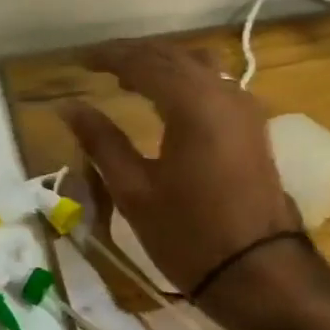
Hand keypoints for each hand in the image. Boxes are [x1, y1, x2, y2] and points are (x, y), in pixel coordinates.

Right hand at [62, 42, 299, 295]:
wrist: (260, 273)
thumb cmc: (189, 234)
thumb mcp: (134, 190)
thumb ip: (101, 141)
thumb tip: (68, 107)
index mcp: (192, 104)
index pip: (143, 62)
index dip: (108, 56)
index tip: (80, 59)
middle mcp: (222, 93)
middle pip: (172, 56)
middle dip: (134, 56)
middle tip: (98, 65)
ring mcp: (243, 108)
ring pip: (197, 65)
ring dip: (161, 65)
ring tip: (128, 79)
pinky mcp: (252, 126)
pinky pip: (214, 84)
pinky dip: (184, 80)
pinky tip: (166, 100)